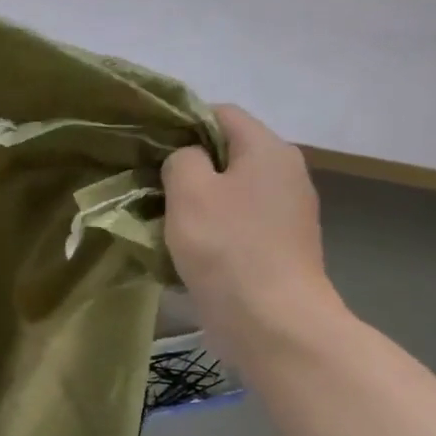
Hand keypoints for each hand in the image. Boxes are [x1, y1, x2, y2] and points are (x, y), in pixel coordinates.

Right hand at [162, 105, 339, 342]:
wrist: (272, 323)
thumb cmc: (227, 248)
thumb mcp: (189, 191)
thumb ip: (181, 159)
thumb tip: (186, 160)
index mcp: (268, 149)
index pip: (220, 113)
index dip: (181, 124)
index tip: (149, 151)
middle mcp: (286, 174)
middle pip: (227, 155)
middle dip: (187, 169)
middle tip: (149, 190)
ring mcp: (286, 214)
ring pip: (231, 194)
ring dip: (197, 205)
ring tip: (161, 224)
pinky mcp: (279, 249)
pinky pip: (238, 226)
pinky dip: (213, 233)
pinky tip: (188, 253)